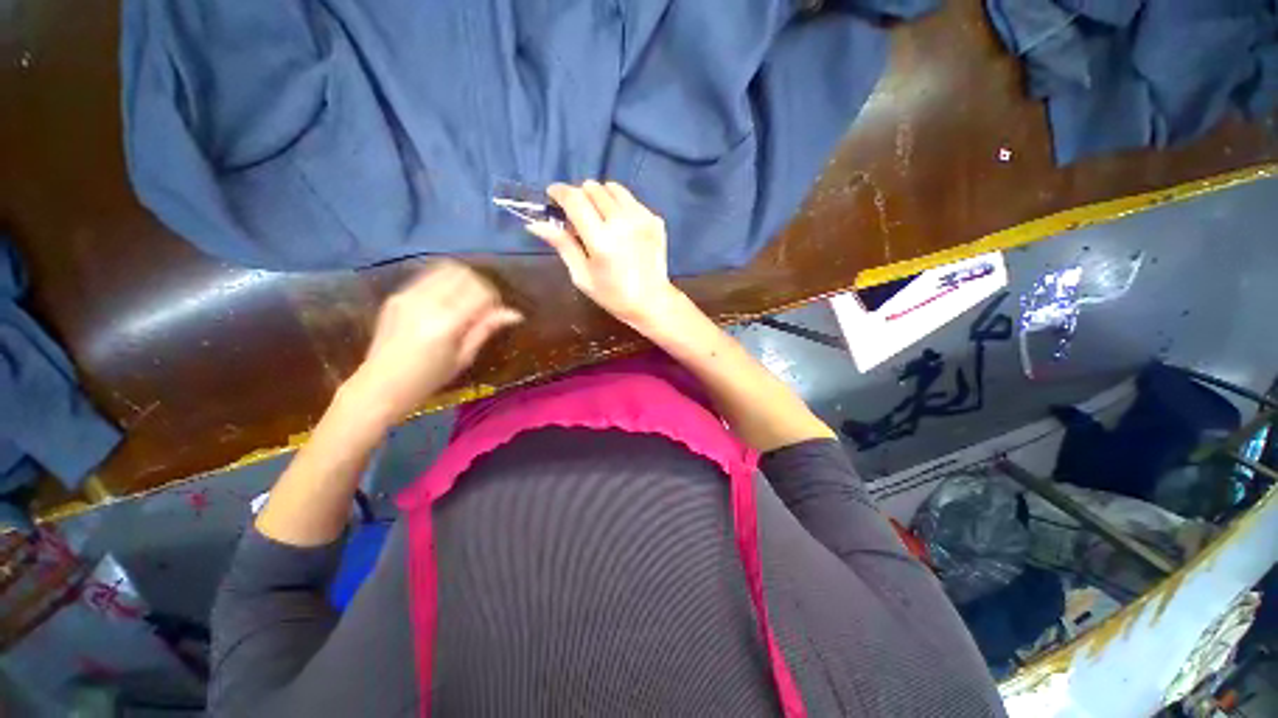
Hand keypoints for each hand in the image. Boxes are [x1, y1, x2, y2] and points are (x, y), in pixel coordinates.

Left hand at [343, 260, 521, 424]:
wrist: (380, 385)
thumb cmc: (428, 378)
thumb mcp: (464, 357)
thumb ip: (486, 329)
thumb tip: (514, 314)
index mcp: (446, 323)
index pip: (480, 292)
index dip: (494, 299)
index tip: (496, 312)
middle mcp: (426, 302)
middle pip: (463, 274)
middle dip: (480, 285)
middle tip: (483, 305)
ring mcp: (408, 296)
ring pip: (445, 269)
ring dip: (462, 281)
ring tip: (465, 301)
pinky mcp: (397, 295)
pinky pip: (428, 278)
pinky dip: (444, 283)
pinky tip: (445, 303)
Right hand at [526, 181, 681, 328]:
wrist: (652, 302)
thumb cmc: (613, 295)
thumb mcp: (582, 275)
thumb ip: (562, 245)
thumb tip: (535, 223)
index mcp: (601, 239)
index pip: (574, 199)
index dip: (559, 192)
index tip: (552, 195)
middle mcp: (622, 222)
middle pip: (593, 188)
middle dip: (580, 196)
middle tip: (578, 216)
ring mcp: (642, 218)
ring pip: (613, 188)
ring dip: (600, 197)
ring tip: (600, 218)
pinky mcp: (655, 220)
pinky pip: (631, 200)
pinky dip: (620, 206)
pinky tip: (621, 227)